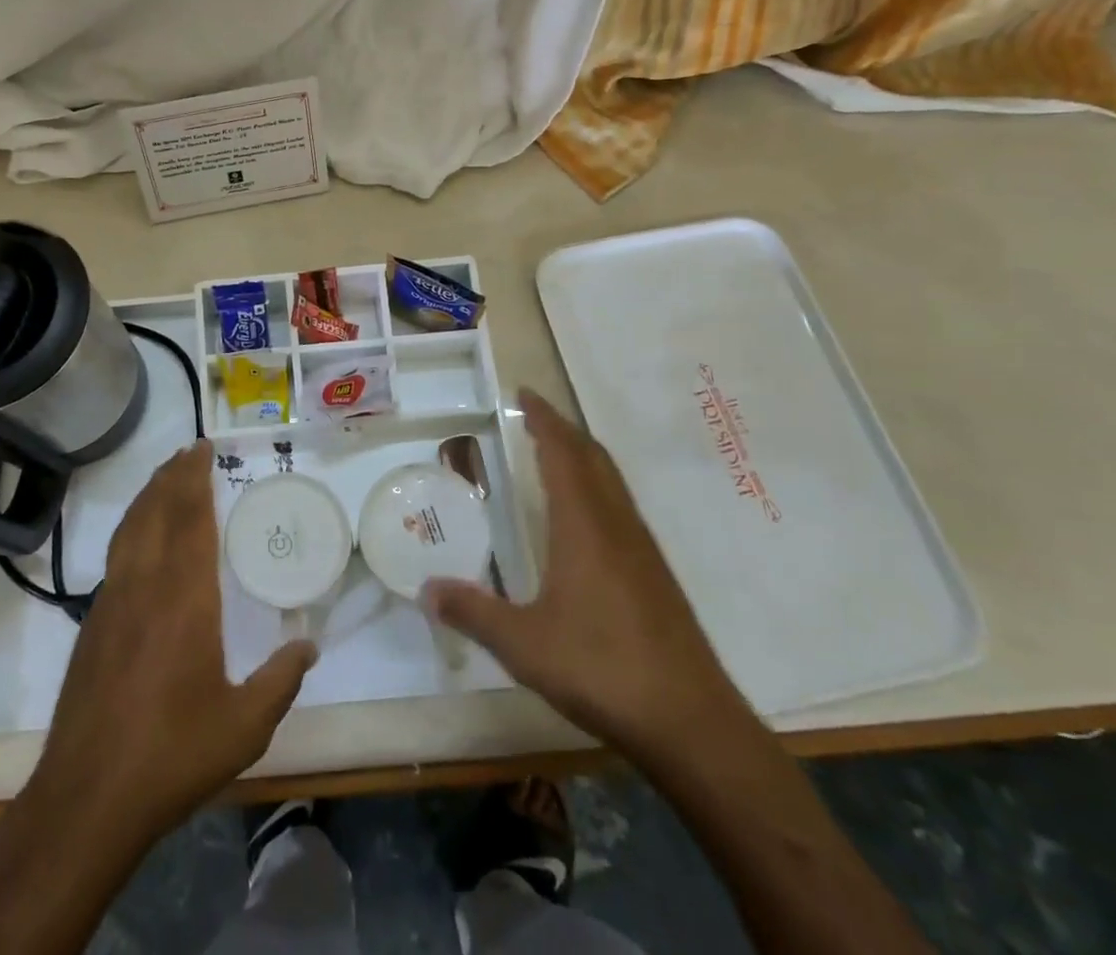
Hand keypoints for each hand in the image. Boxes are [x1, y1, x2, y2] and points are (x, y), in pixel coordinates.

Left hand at [30, 440, 316, 837]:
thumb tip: (310, 647)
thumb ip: (281, 681)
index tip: (203, 450)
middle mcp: (145, 586)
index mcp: (184, 599)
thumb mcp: (244, 725)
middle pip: (156, 512)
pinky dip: (131, 527)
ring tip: (165, 476)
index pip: (189, 520)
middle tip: (189, 450)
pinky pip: (116, 554)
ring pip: (130, 529)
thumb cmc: (172, 755)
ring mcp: (111, 603)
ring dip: (148, 496)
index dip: (195, 480)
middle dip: (172, 476)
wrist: (87, 797)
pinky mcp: (92, 624)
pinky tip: (139, 536)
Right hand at [425, 389, 744, 757]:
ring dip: (583, 455)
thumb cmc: (601, 668)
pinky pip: (621, 507)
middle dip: (563, 429)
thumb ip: (472, 612)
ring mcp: (642, 549)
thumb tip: (425, 589)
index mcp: (584, 525)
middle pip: (592, 457)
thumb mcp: (523, 644)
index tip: (525, 393)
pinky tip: (586, 517)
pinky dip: (597, 486)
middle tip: (534, 416)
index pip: (563, 453)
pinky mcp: (656, 575)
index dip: (544, 419)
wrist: (690, 722)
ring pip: (612, 481)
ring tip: (556, 453)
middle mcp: (616, 524)